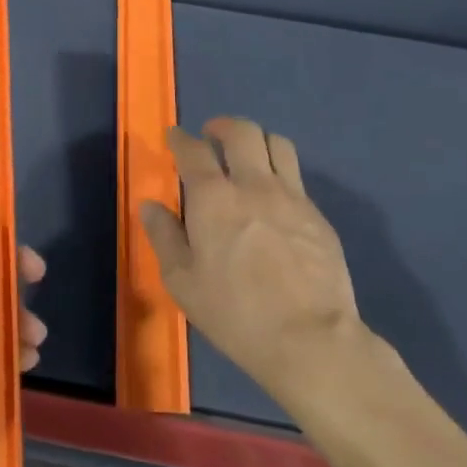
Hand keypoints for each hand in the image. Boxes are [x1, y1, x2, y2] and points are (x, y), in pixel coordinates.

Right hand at [139, 117, 374, 416]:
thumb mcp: (183, 282)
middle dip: (222, 126)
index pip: (193, 150)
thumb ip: (164, 236)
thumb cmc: (236, 314)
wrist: (310, 340)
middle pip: (241, 132)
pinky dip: (280, 173)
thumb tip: (150, 205)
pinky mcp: (317, 215)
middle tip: (212, 136)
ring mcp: (291, 197)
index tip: (174, 136)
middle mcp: (253, 184)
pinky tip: (274, 197)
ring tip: (248, 155)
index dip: (180, 138)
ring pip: (277, 143)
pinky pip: (296, 177)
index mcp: (213, 198)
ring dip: (257, 141)